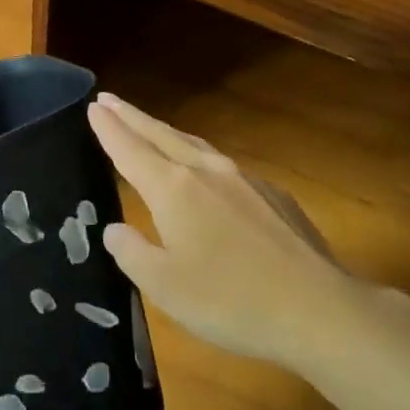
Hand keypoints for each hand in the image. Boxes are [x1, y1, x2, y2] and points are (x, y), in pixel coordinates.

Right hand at [88, 93, 351, 367]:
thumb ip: (132, 253)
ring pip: (193, 144)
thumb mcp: (164, 287)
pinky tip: (205, 173)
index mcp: (173, 189)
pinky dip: (199, 157)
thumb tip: (115, 229)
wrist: (317, 309)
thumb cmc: (230, 301)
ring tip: (149, 127)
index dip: (109, 129)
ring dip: (165, 132)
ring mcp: (243, 178)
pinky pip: (223, 165)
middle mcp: (206, 171)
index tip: (92, 106)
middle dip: (131, 117)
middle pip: (160, 134)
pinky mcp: (272, 194)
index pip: (130, 149)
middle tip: (108, 100)